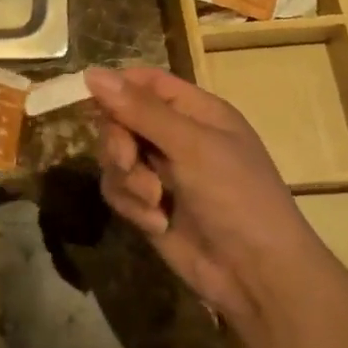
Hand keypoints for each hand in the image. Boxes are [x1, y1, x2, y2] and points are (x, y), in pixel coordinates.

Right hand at [86, 66, 309, 325]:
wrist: (257, 275)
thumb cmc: (237, 197)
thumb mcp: (191, 147)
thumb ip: (140, 110)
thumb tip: (91, 72)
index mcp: (196, 111)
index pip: (145, 82)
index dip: (117, 87)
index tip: (94, 100)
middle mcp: (175, 135)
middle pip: (120, 118)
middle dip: (118, 142)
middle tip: (127, 161)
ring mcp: (160, 171)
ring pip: (113, 156)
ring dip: (127, 179)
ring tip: (153, 201)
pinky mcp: (148, 204)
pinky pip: (118, 190)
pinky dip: (132, 205)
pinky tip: (157, 223)